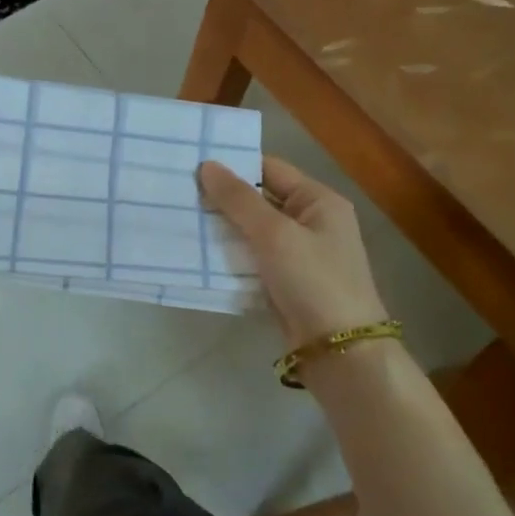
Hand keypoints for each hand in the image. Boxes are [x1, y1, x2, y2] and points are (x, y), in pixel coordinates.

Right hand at [198, 155, 387, 346]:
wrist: (339, 350)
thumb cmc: (313, 281)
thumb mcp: (275, 234)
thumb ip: (238, 200)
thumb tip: (206, 166)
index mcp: (318, 201)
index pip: (270, 168)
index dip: (233, 165)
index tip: (190, 165)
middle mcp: (310, 222)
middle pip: (259, 199)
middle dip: (221, 198)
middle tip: (176, 192)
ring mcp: (298, 254)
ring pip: (251, 231)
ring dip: (221, 228)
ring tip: (179, 219)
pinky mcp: (284, 282)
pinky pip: (251, 259)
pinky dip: (228, 255)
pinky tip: (197, 253)